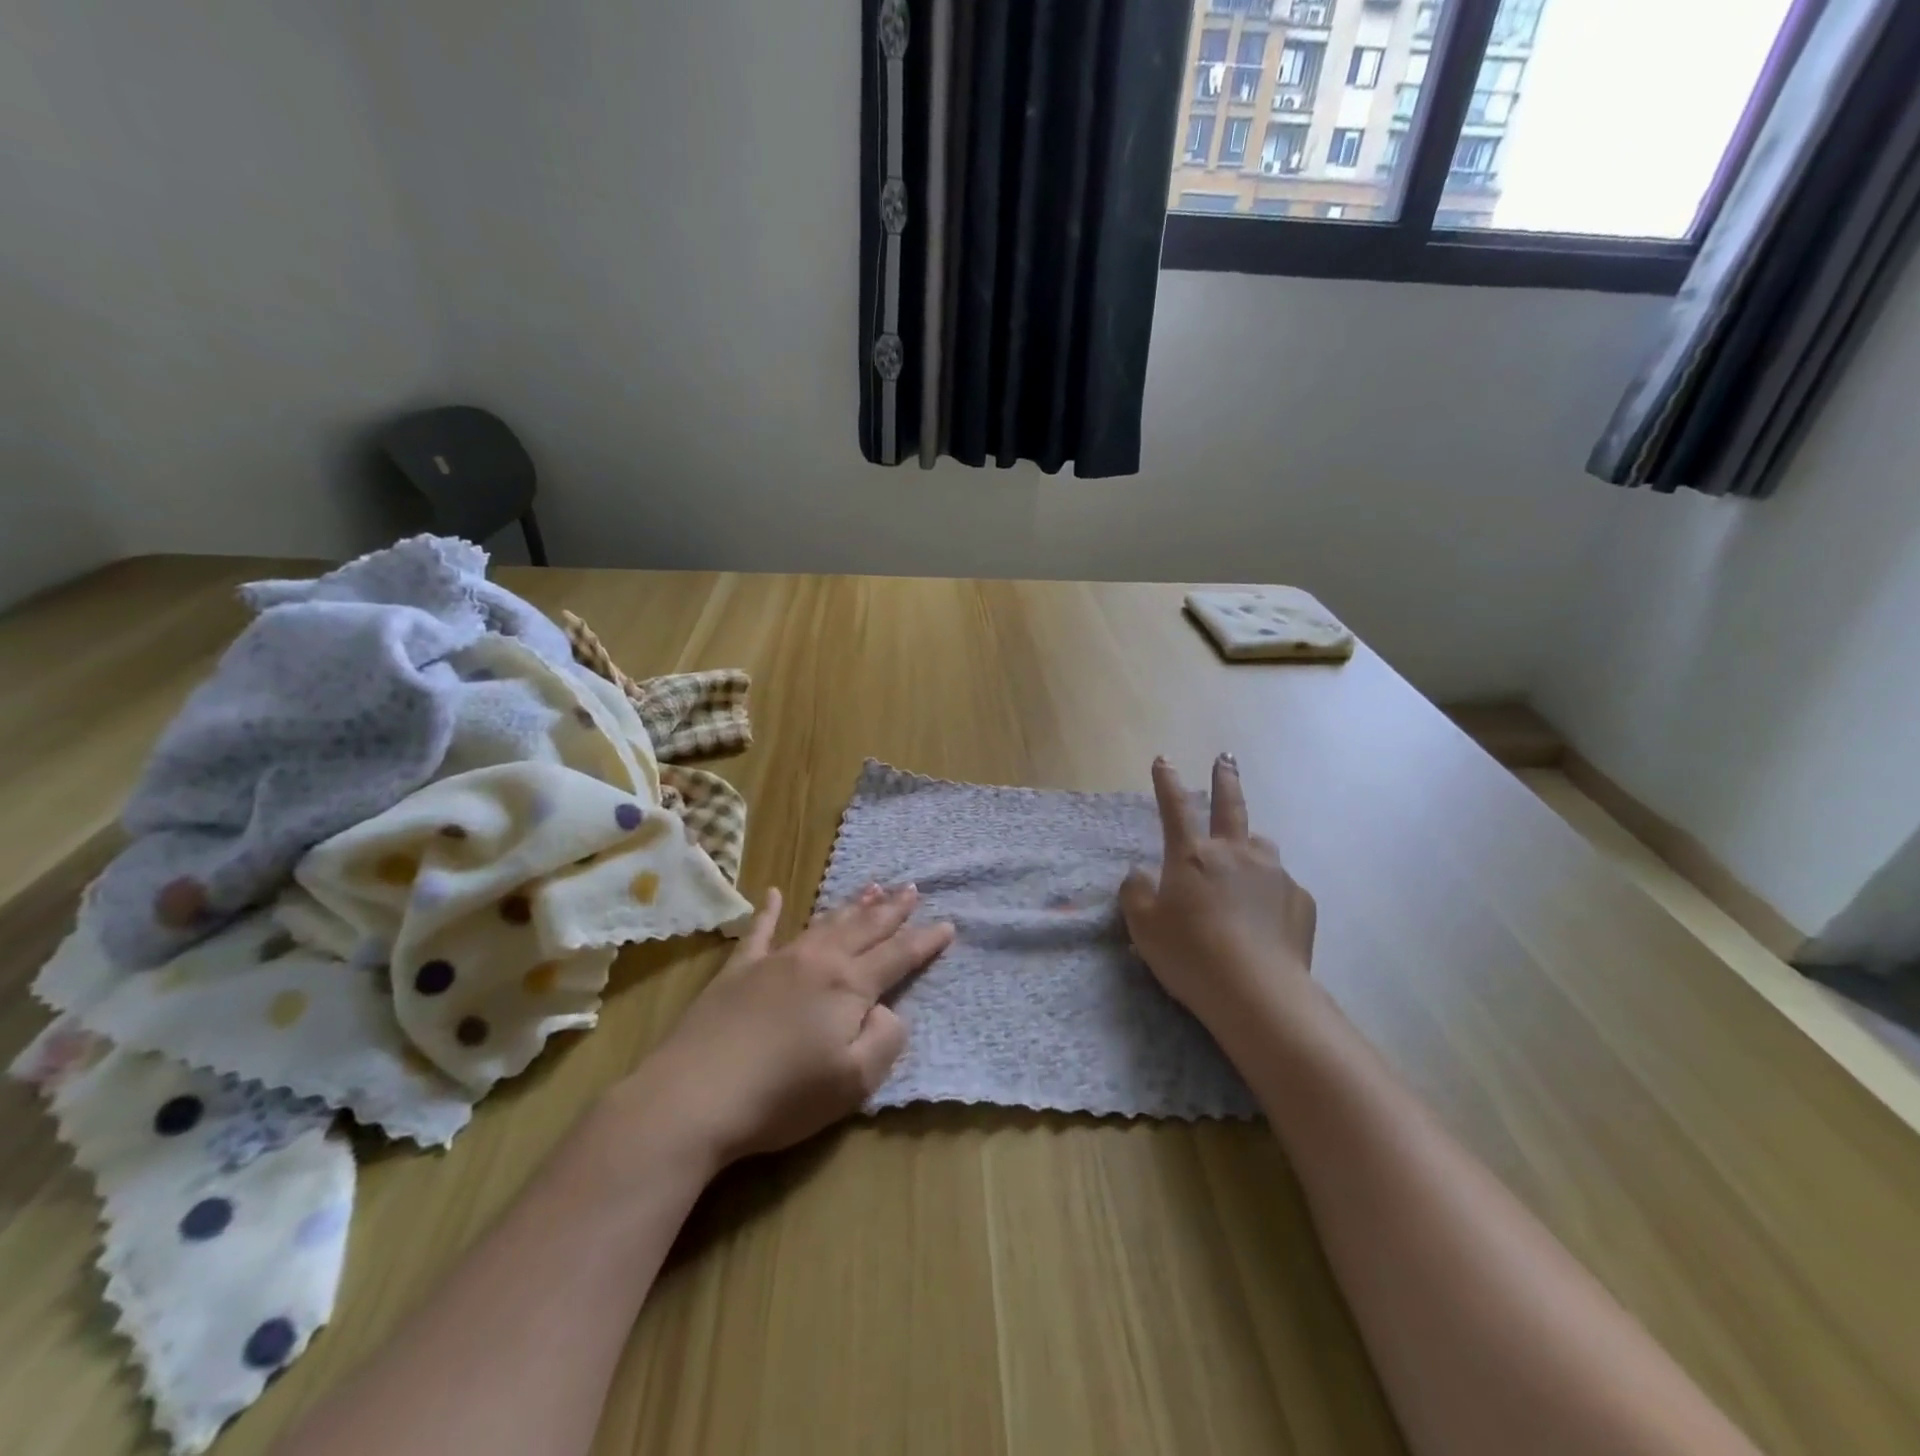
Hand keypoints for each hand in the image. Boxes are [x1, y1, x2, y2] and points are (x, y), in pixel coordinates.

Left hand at [619, 884, 954, 1170]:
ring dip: (851, 905)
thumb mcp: (853, 1083)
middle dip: (892, 910)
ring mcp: (775, 960)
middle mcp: (817, 960)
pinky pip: (760, 932)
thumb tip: (887, 1011)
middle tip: (912, 888)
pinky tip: (776, 894)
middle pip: (864, 928)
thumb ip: (884, 1041)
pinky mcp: (738, 970)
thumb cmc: (782, 1097)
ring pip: (824, 923)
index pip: (898, 957)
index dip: (925, 942)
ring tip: (873, 887)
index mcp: (849, 986)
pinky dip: (770, 911)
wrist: (694, 1097)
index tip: (948, 924)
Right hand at [1119, 755, 1318, 1035]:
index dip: (1167, 782)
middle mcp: (1236, 853)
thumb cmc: (1190, 955)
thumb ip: (1135, 893)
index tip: (1164, 760)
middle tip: (1226, 758)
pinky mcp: (1301, 901)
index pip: (1175, 808)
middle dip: (1225, 778)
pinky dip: (1270, 894)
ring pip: (1262, 847)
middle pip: (1231, 805)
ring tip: (1246, 863)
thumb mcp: (1143, 927)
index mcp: (1193, 856)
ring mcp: (1274, 874)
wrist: (1258, 994)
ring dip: (1251, 846)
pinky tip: (1265, 919)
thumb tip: (1140, 873)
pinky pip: (1281, 888)